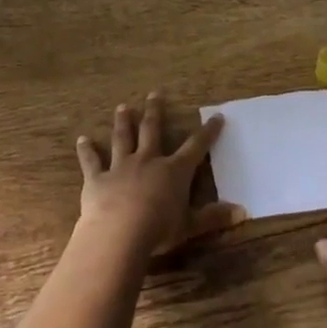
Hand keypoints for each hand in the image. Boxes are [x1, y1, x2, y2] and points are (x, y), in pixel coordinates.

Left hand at [76, 92, 241, 257]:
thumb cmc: (159, 230)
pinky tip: (82, 139)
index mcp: (174, 171)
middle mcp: (148, 161)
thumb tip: (244, 212)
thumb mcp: (191, 226)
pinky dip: (86, 150)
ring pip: (123, 138)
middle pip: (152, 130)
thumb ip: (215, 217)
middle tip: (154, 93)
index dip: (208, 132)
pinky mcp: (98, 179)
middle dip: (155, 111)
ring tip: (123, 106)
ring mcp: (121, 167)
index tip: (217, 116)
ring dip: (124, 122)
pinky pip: (91, 161)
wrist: (119, 234)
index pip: (195, 146)